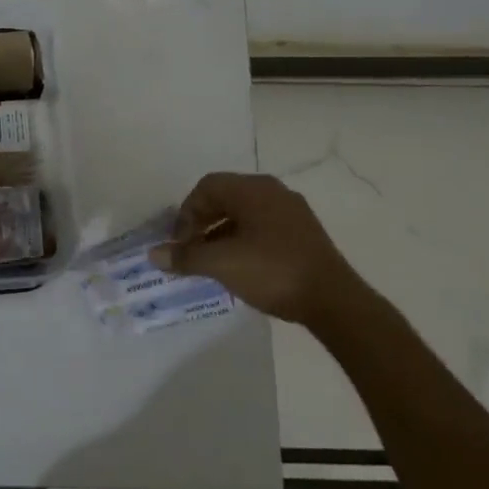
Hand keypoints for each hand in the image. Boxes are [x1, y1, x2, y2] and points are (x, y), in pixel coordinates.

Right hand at [151, 172, 365, 326]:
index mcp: (253, 189)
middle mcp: (273, 192)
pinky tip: (240, 266)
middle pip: (225, 197)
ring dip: (221, 233)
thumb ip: (186, 257)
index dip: (186, 213)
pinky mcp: (304, 233)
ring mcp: (292, 212)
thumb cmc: (272, 271)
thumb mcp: (221, 264)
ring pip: (244, 214)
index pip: (206, 187)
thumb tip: (154, 254)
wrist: (334, 301)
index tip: (180, 242)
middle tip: (191, 250)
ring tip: (212, 262)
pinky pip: (262, 227)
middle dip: (202, 222)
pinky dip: (243, 240)